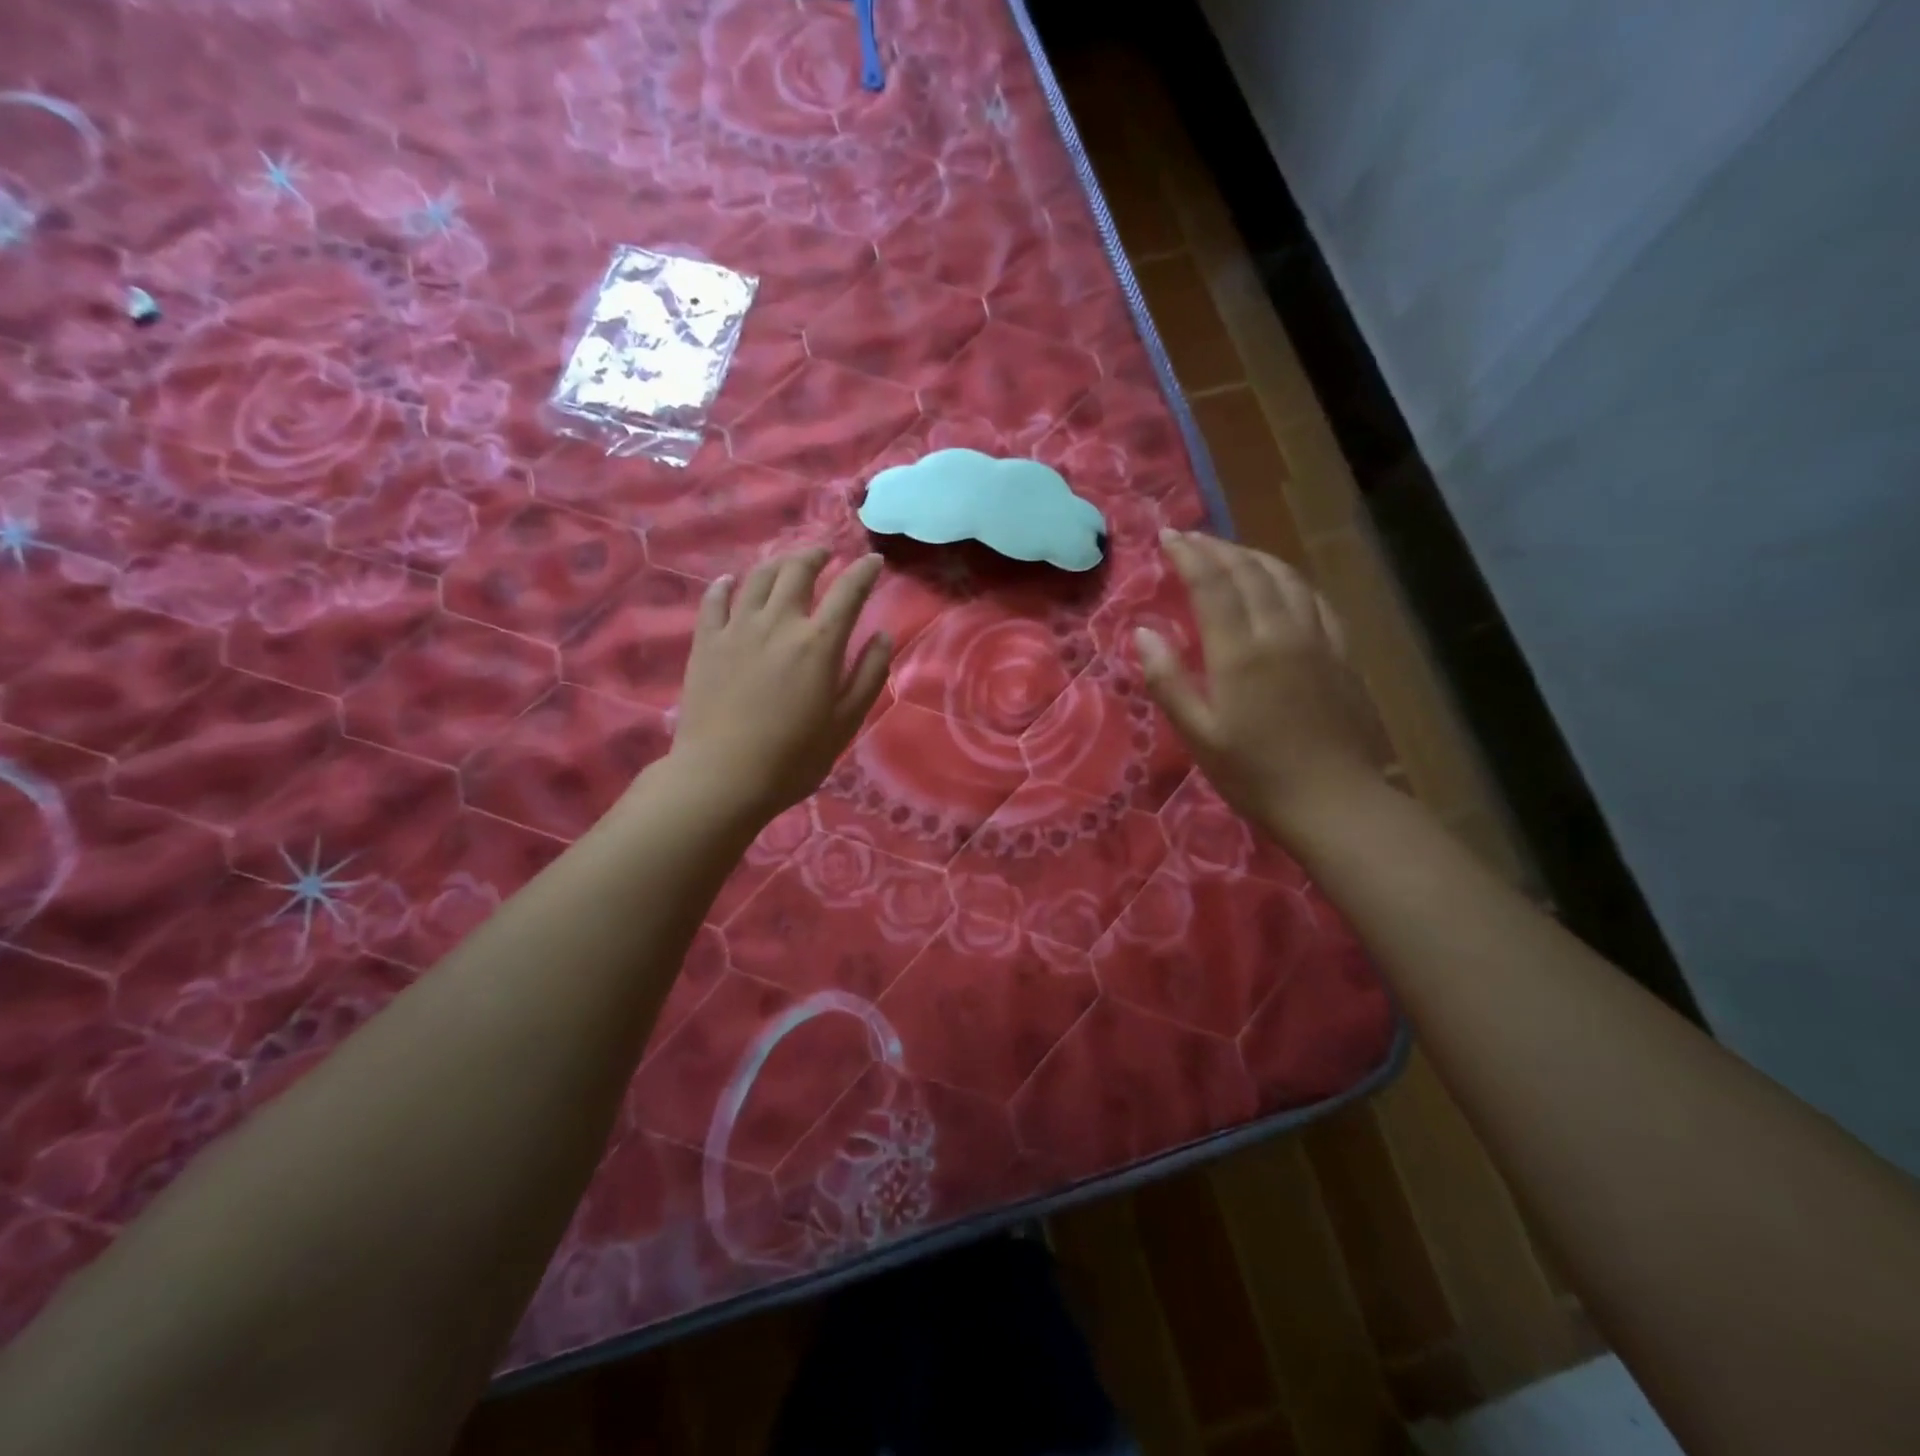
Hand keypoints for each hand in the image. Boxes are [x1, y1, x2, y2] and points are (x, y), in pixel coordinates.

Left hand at [664, 548, 891, 824]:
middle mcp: (779, 622)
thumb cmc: (794, 757)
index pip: (848, 591)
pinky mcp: (706, 642)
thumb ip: (869, 674)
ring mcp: (737, 628)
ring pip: (758, 578)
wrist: (723, 776)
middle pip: (798, 571)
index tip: (873, 560)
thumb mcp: (846, 722)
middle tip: (825, 553)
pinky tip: (730, 582)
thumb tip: (882, 636)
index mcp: (819, 642)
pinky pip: (714, 601)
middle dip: (816, 555)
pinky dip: (725, 585)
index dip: (864, 571)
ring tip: (787, 562)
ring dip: (777, 563)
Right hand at [1136, 530, 1381, 836]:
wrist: (1333, 800)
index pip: (1212, 584)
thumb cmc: (1254, 773)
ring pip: (1285, 577)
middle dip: (1216, 548)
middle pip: (1249, 571)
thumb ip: (1168, 680)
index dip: (1188, 555)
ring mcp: (1316, 638)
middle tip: (1190, 538)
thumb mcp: (1198, 734)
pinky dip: (1290, 579)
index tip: (1167, 536)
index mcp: (1240, 651)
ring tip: (1230, 552)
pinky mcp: (1340, 652)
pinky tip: (1282, 583)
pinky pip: (1315, 598)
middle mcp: (1280, 631)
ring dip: (1253, 556)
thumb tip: (1142, 632)